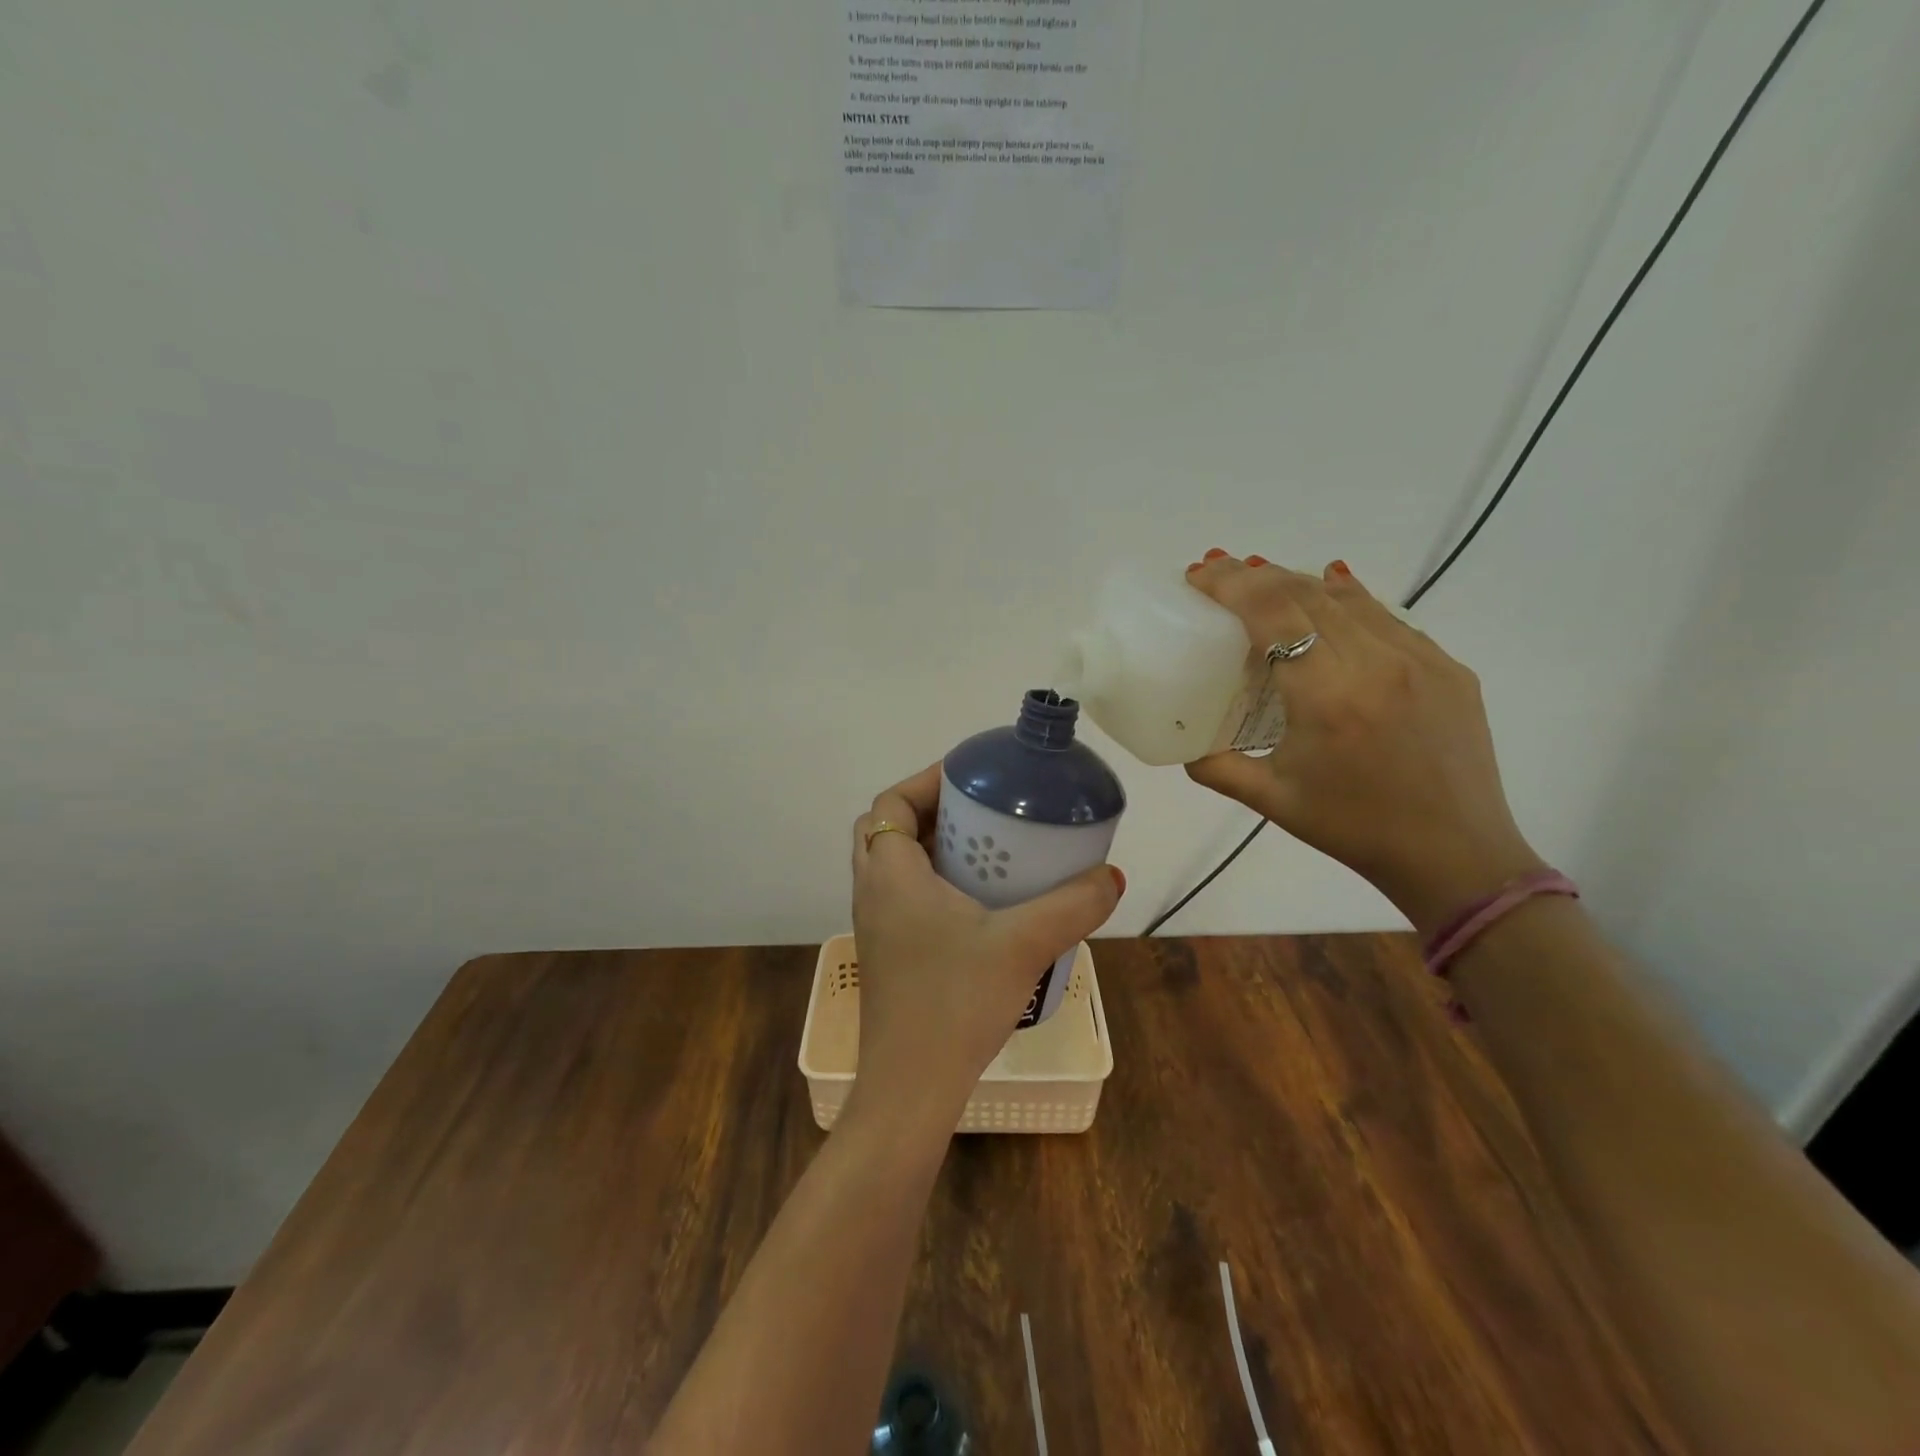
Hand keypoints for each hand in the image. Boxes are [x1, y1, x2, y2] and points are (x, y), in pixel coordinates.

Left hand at [848, 764, 1124, 1123]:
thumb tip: (1111, 876)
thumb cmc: (956, 1003)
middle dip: (928, 809)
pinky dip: (928, 881)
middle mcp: (873, 892)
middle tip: (978, 812)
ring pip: (891, 864)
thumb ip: (1073, 906)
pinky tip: (976, 905)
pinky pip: (900, 895)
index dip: (926, 780)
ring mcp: (875, 926)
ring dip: (928, 846)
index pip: (890, 802)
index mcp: (891, 874)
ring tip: (983, 850)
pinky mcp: (887, 954)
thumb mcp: (1024, 945)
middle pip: (885, 828)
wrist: (911, 1089)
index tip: (972, 778)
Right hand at [1182, 552, 1544, 935]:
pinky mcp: (1448, 666)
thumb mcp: (1272, 800)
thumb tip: (1182, 746)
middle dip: (1255, 574)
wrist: (1454, 854)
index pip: (1273, 612)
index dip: (1231, 583)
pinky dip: (1346, 601)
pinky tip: (1328, 597)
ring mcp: (1420, 660)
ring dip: (1298, 583)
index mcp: (1326, 697)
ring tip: (1264, 584)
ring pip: (1349, 597)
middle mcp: (1375, 664)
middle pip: (1306, 592)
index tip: (1200, 574)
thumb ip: (1216, 768)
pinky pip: (1387, 618)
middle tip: (1220, 573)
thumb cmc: (1353, 828)